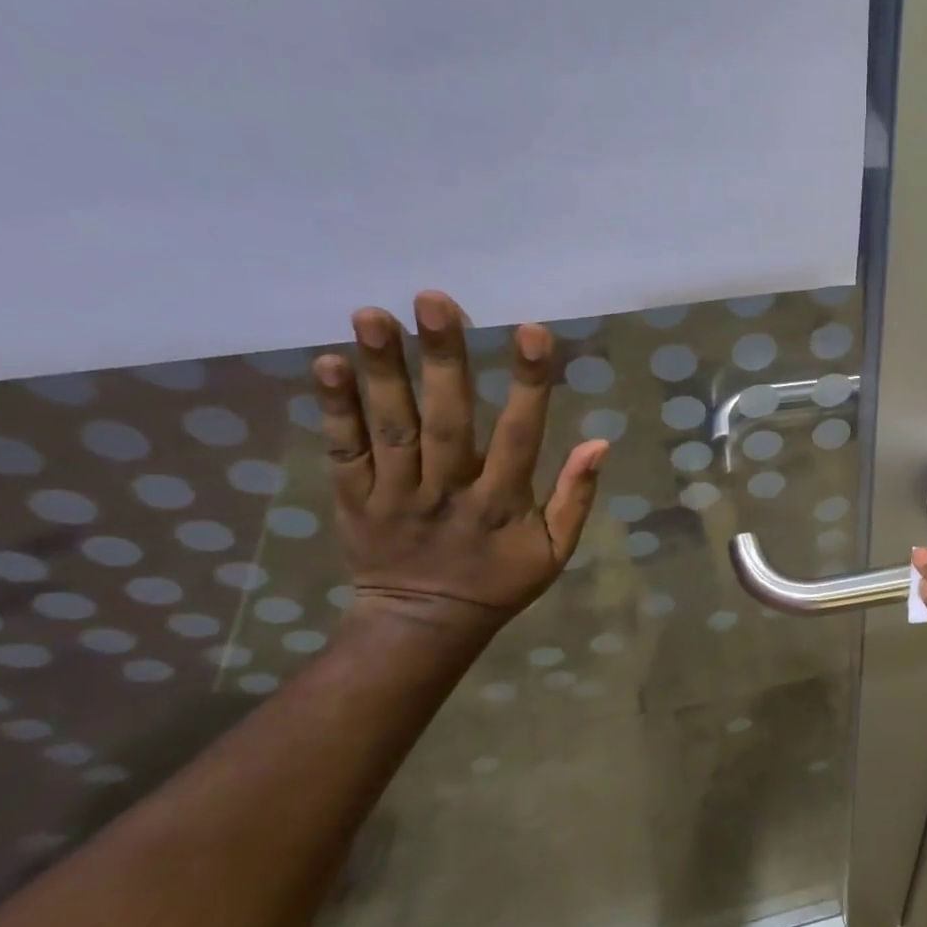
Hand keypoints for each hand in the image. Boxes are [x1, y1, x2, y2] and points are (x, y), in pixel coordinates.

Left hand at [312, 291, 607, 641]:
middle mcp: (447, 494)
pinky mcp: (354, 500)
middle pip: (446, 423)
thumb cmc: (499, 582)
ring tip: (372, 314)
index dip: (529, 386)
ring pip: (390, 429)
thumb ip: (575, 498)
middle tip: (435, 300)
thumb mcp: (555, 552)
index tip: (533, 332)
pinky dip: (335, 409)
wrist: (423, 626)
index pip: (520, 438)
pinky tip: (327, 363)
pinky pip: (343, 452)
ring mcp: (395, 496)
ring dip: (382, 371)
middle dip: (443, 361)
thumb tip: (599, 442)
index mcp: (501, 506)